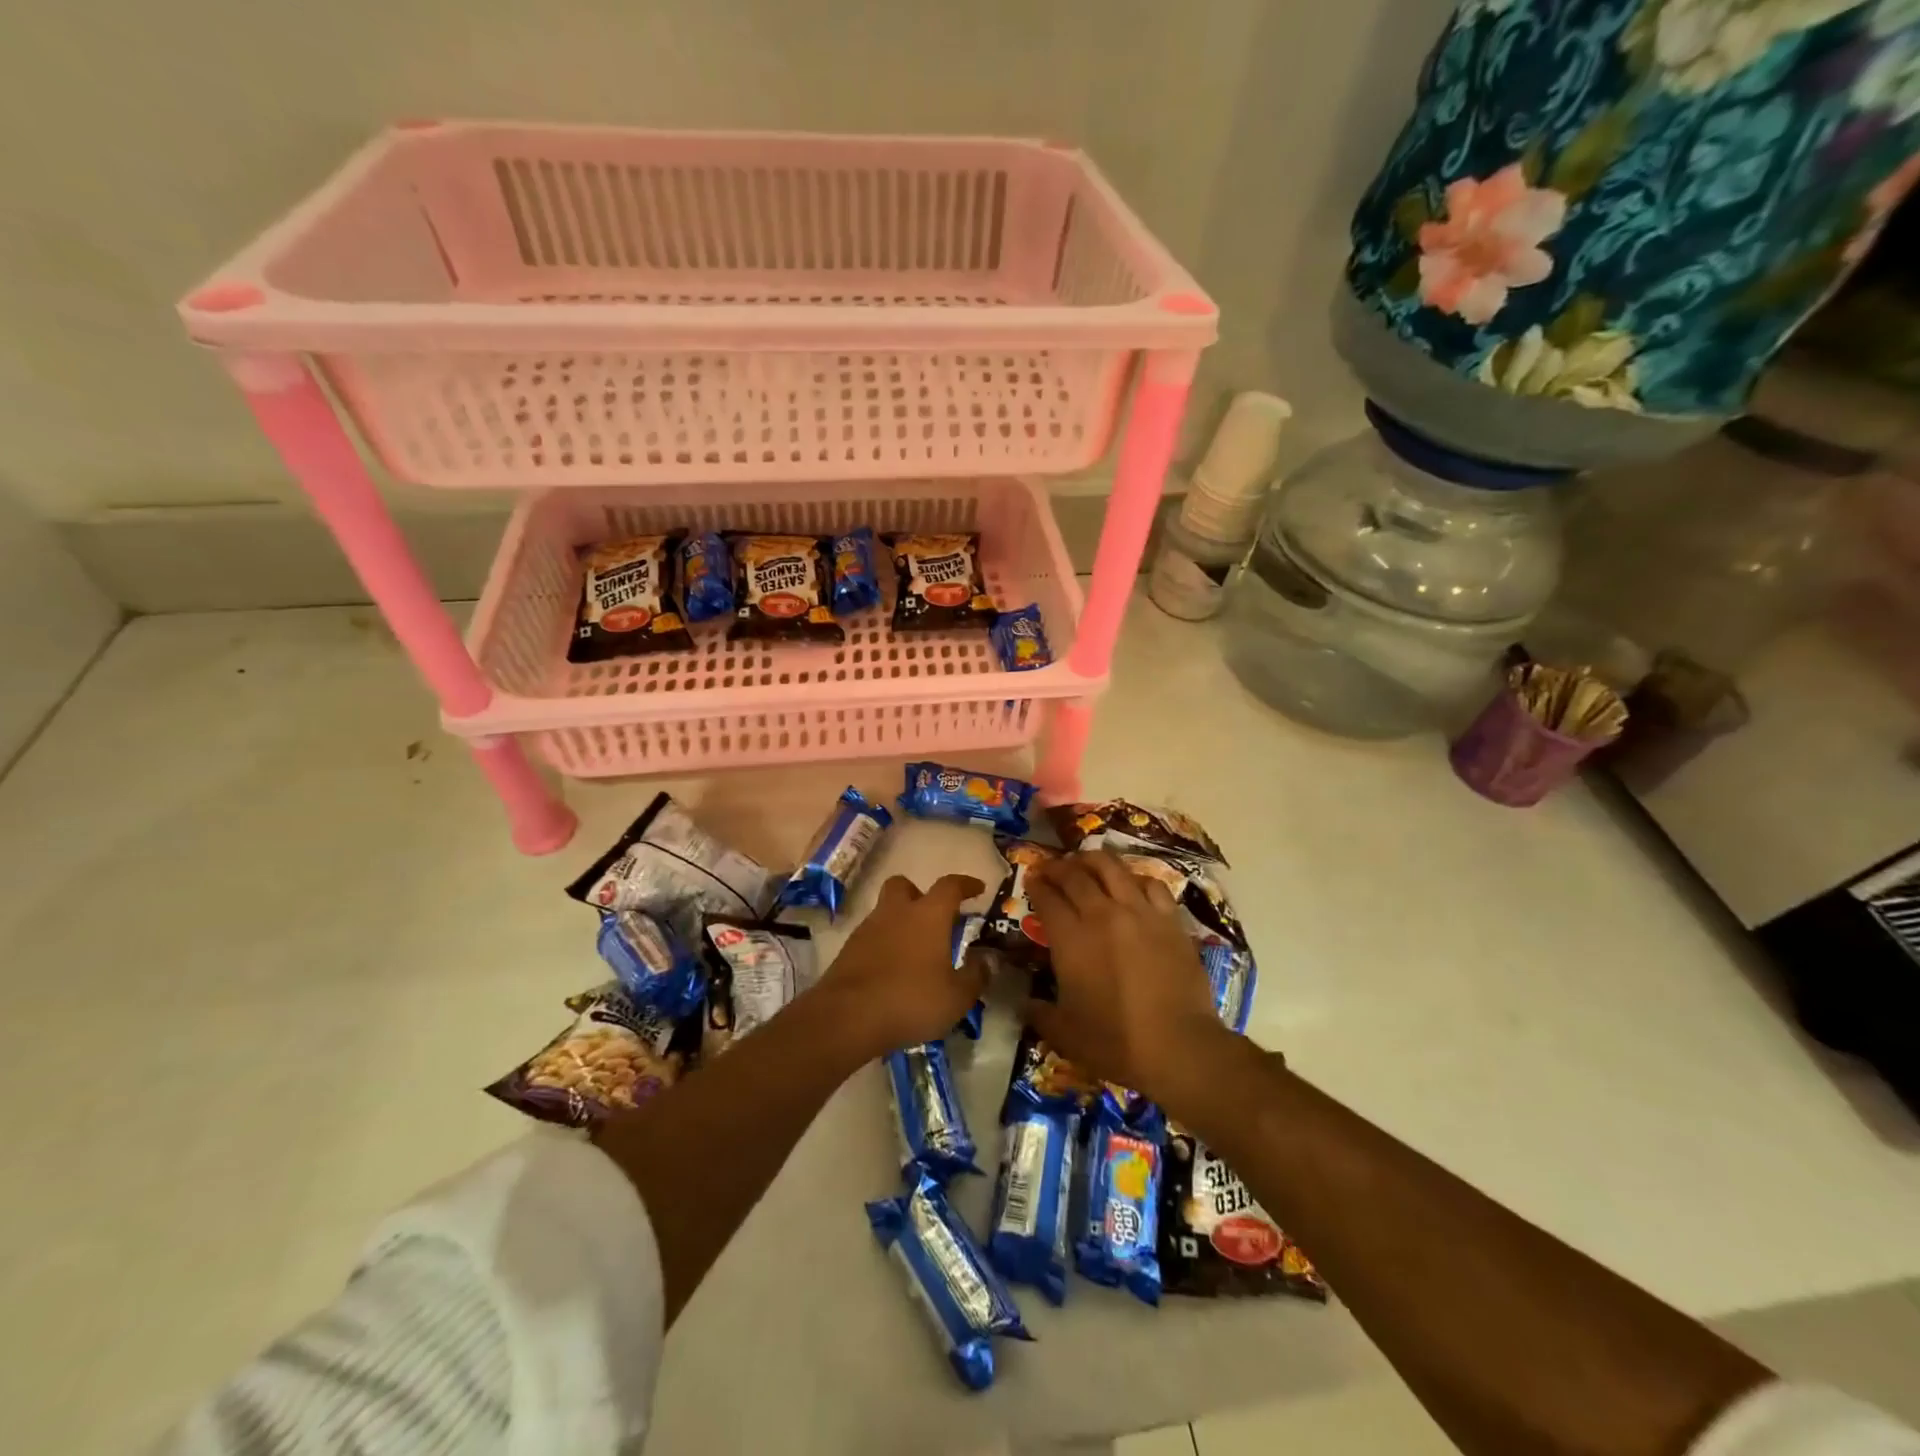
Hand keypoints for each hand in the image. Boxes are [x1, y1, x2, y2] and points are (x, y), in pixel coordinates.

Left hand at [818, 874, 987, 1058]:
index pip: (950, 886)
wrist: (846, 1017)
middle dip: (920, 894)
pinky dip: (885, 944)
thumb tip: (988, 959)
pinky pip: (872, 936)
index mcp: (928, 915)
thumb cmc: (910, 1000)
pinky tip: (893, 969)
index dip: (966, 884)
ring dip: (901, 921)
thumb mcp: (956, 997)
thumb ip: (976, 975)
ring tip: (915, 951)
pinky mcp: (849, 949)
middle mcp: (896, 912)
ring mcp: (868, 928)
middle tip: (934, 916)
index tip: (978, 888)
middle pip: (904, 885)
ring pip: (886, 911)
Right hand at [1023, 852, 1234, 1106]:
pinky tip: (1131, 885)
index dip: (1036, 885)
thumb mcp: (1064, 1034)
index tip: (1031, 880)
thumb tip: (1024, 1003)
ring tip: (1086, 862)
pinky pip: (1151, 884)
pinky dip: (1135, 879)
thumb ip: (1038, 1013)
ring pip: (1112, 868)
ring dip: (1093, 861)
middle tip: (1052, 869)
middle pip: (1076, 876)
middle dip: (1058, 868)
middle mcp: (1102, 915)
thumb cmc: (1116, 1043)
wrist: (1179, 1047)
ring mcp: (1140, 913)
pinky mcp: (1170, 920)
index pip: (1047, 898)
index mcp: (1071, 939)